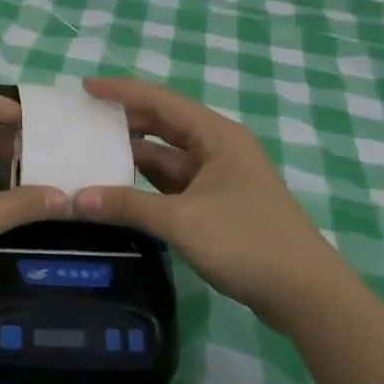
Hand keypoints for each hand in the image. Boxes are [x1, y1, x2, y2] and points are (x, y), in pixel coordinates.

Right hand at [73, 78, 335, 328]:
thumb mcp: (183, 221)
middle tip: (82, 123)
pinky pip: (174, 185)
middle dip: (124, 123)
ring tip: (91, 155)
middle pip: (164, 125)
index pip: (161, 101)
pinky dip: (146, 186)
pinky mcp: (218, 206)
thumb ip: (128, 206)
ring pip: (167, 158)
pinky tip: (119, 192)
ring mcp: (220, 178)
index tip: (85, 88)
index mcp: (217, 136)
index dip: (122, 91)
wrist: (307, 295)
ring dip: (133, 157)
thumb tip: (75, 199)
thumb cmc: (248, 242)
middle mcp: (218, 149)